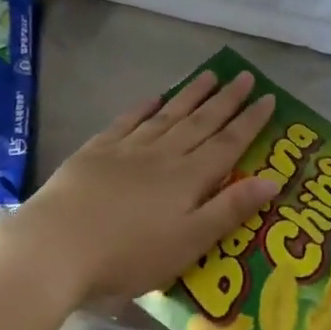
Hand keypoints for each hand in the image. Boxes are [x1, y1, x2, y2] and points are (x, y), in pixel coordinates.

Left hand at [0, 70, 279, 306]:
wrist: (57, 245)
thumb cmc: (128, 255)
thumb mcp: (189, 243)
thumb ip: (230, 210)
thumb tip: (273, 179)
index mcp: (189, 178)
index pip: (228, 143)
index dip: (251, 121)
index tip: (269, 98)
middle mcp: (163, 154)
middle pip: (201, 122)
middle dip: (226, 100)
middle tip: (245, 76)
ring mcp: (128, 149)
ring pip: (168, 115)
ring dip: (191, 95)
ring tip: (210, 74)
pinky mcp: (96, 151)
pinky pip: (128, 121)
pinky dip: (144, 107)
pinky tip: (154, 97)